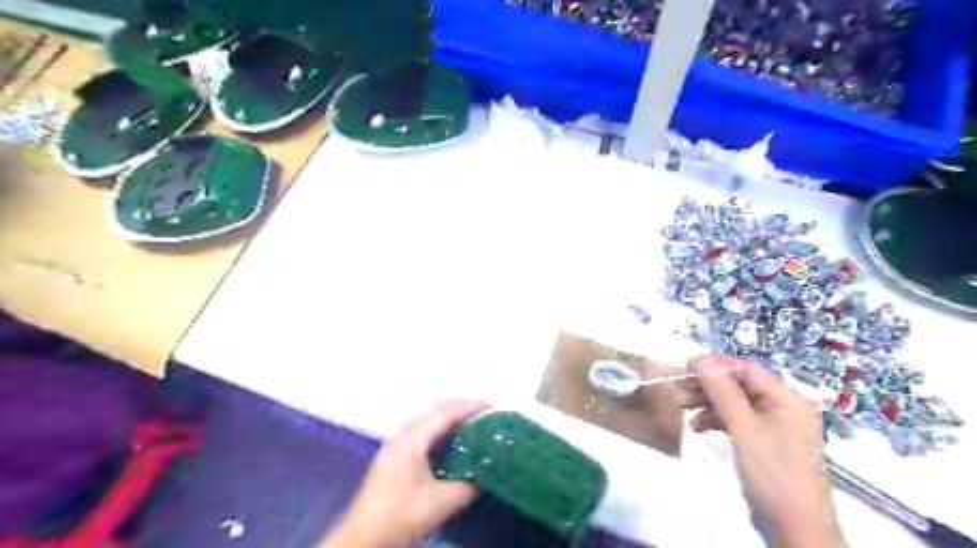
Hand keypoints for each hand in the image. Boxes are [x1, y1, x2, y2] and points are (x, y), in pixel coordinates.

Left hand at [319, 398, 488, 547]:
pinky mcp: (392, 454)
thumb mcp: (442, 503)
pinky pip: (420, 428)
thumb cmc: (402, 516)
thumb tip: (487, 473)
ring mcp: (394, 443)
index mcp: (413, 439)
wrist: (362, 538)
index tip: (493, 407)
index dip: (470, 407)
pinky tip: (449, 439)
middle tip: (486, 412)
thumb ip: (468, 485)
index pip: (446, 413)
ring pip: (426, 418)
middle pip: (435, 409)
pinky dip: (439, 426)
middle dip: (461, 406)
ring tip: (472, 422)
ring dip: (449, 415)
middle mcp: (402, 434)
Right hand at [686, 355, 847, 547]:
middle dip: (708, 386)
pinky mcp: (764, 443)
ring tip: (682, 407)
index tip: (685, 366)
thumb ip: (723, 392)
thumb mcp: (744, 428)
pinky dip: (716, 420)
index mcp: (787, 399)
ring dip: (708, 403)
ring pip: (735, 403)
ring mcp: (774, 426)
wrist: (795, 529)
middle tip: (678, 388)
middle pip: (739, 385)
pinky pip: (737, 421)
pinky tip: (697, 426)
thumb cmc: (772, 473)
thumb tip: (701, 359)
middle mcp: (782, 407)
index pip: (747, 369)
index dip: (716, 365)